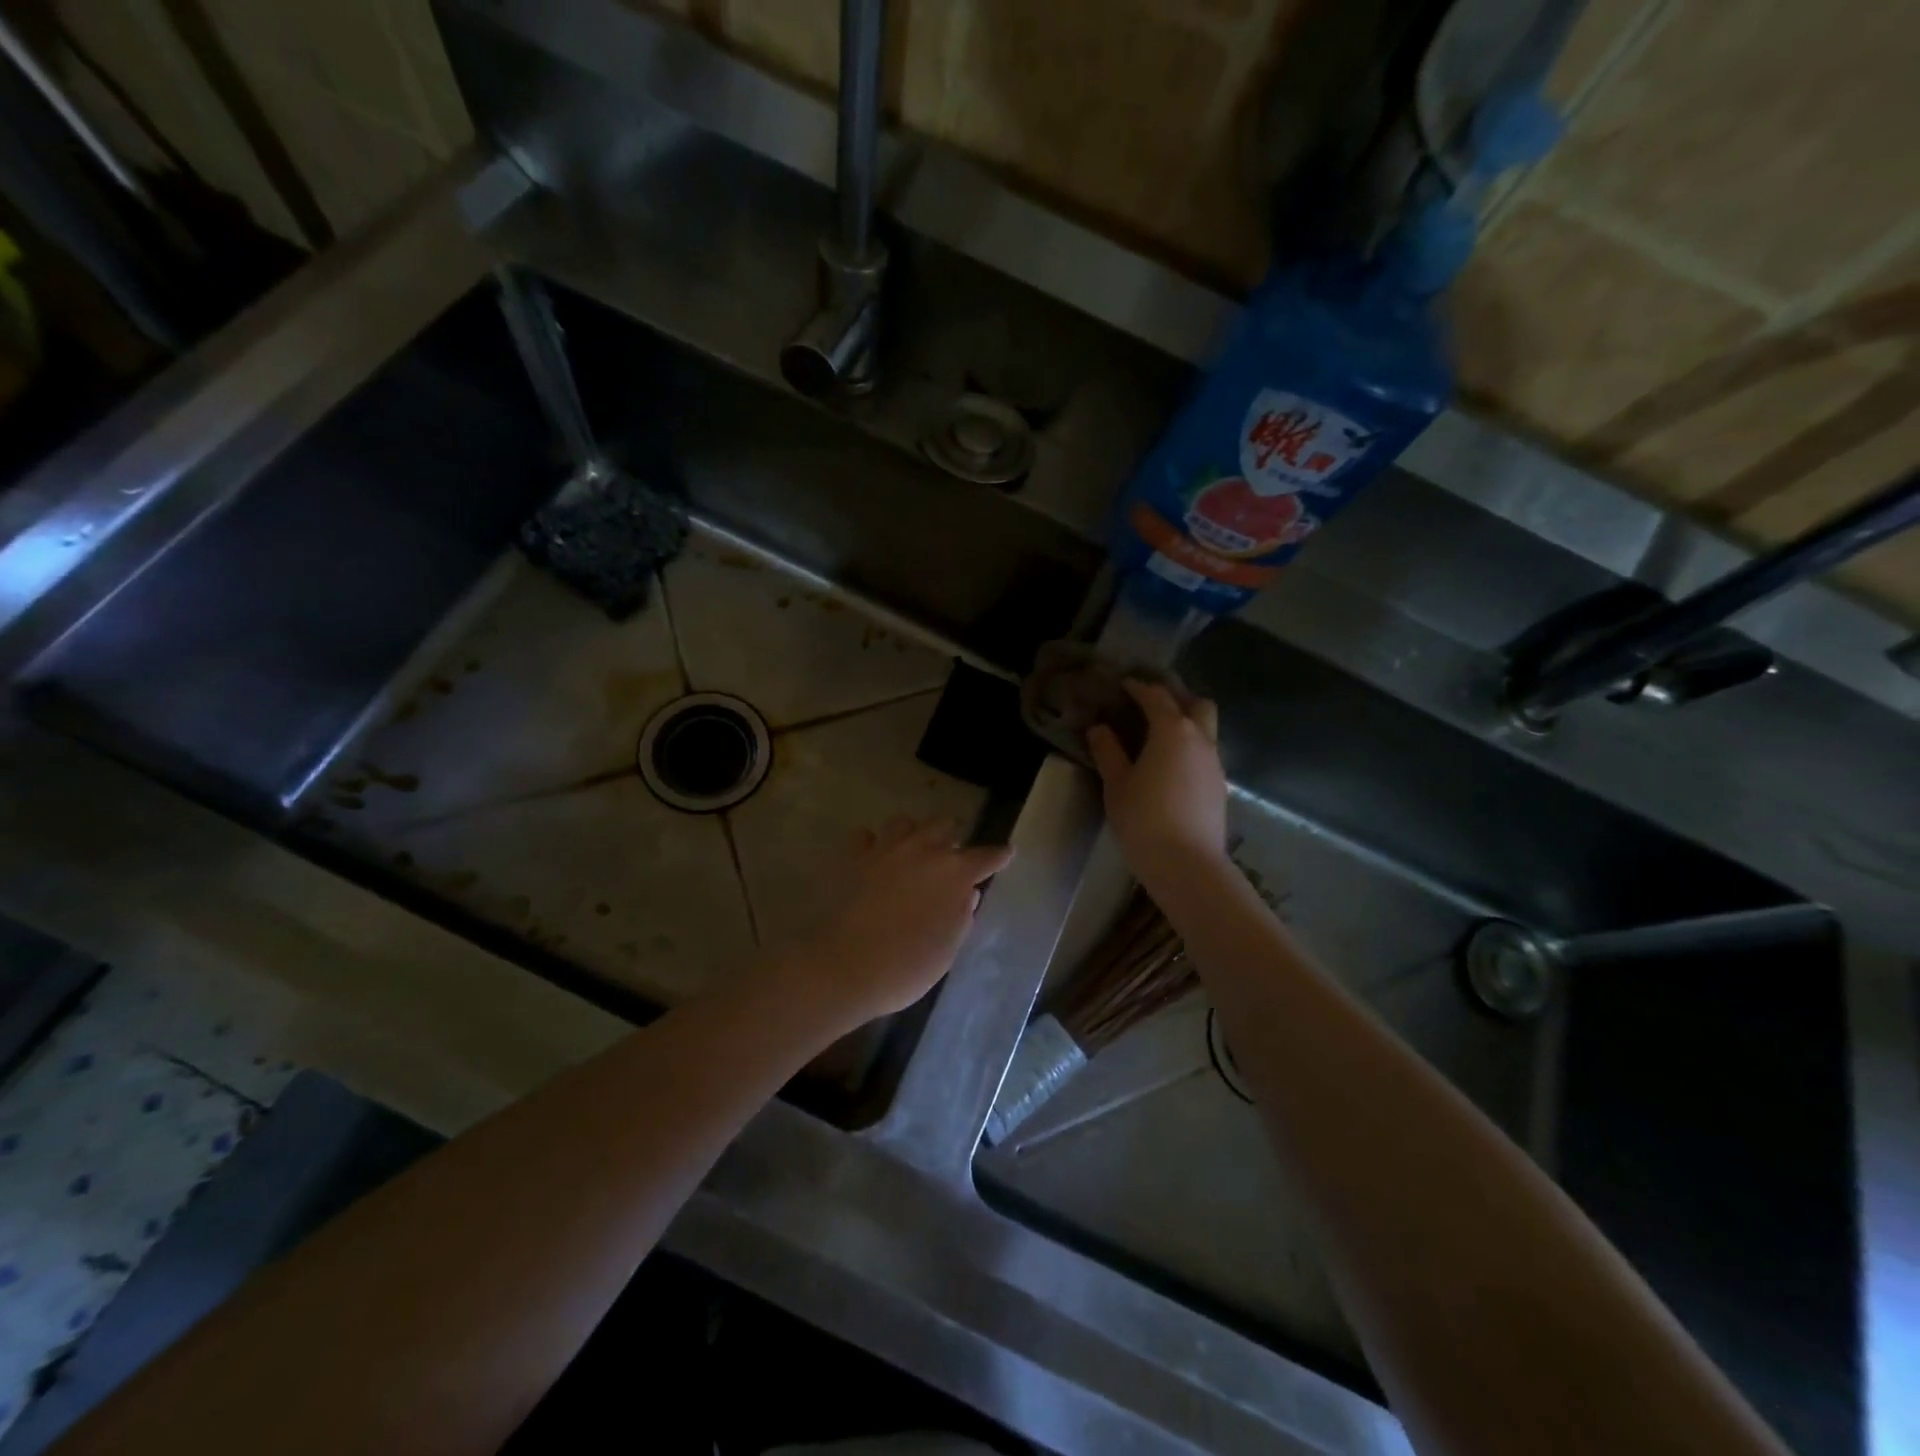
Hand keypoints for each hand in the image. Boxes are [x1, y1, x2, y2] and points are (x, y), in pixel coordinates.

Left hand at [781, 817, 1013, 1031]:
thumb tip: (967, 895)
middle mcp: (922, 850)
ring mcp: (885, 848)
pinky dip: (873, 844)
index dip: (998, 856)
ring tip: (912, 852)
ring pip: (905, 822)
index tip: (1006, 853)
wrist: (844, 965)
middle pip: (943, 826)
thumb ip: (961, 917)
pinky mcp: (853, 856)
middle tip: (950, 856)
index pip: (985, 856)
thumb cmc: (905, 966)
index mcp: (954, 873)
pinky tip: (873, 858)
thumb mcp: (946, 950)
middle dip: (951, 838)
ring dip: (913, 834)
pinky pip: (867, 837)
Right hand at [1086, 680, 1228, 889]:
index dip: (1139, 687)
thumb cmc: (1144, 820)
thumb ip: (1108, 752)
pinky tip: (1171, 765)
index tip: (1123, 684)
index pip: (1156, 697)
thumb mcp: (1117, 785)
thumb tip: (1099, 729)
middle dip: (1175, 697)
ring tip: (1158, 735)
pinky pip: (1205, 752)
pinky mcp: (1219, 786)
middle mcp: (1200, 739)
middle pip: (1196, 704)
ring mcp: (1214, 764)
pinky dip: (1190, 747)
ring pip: (1205, 728)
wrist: (1188, 866)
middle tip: (1150, 704)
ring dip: (1186, 722)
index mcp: (1172, 731)